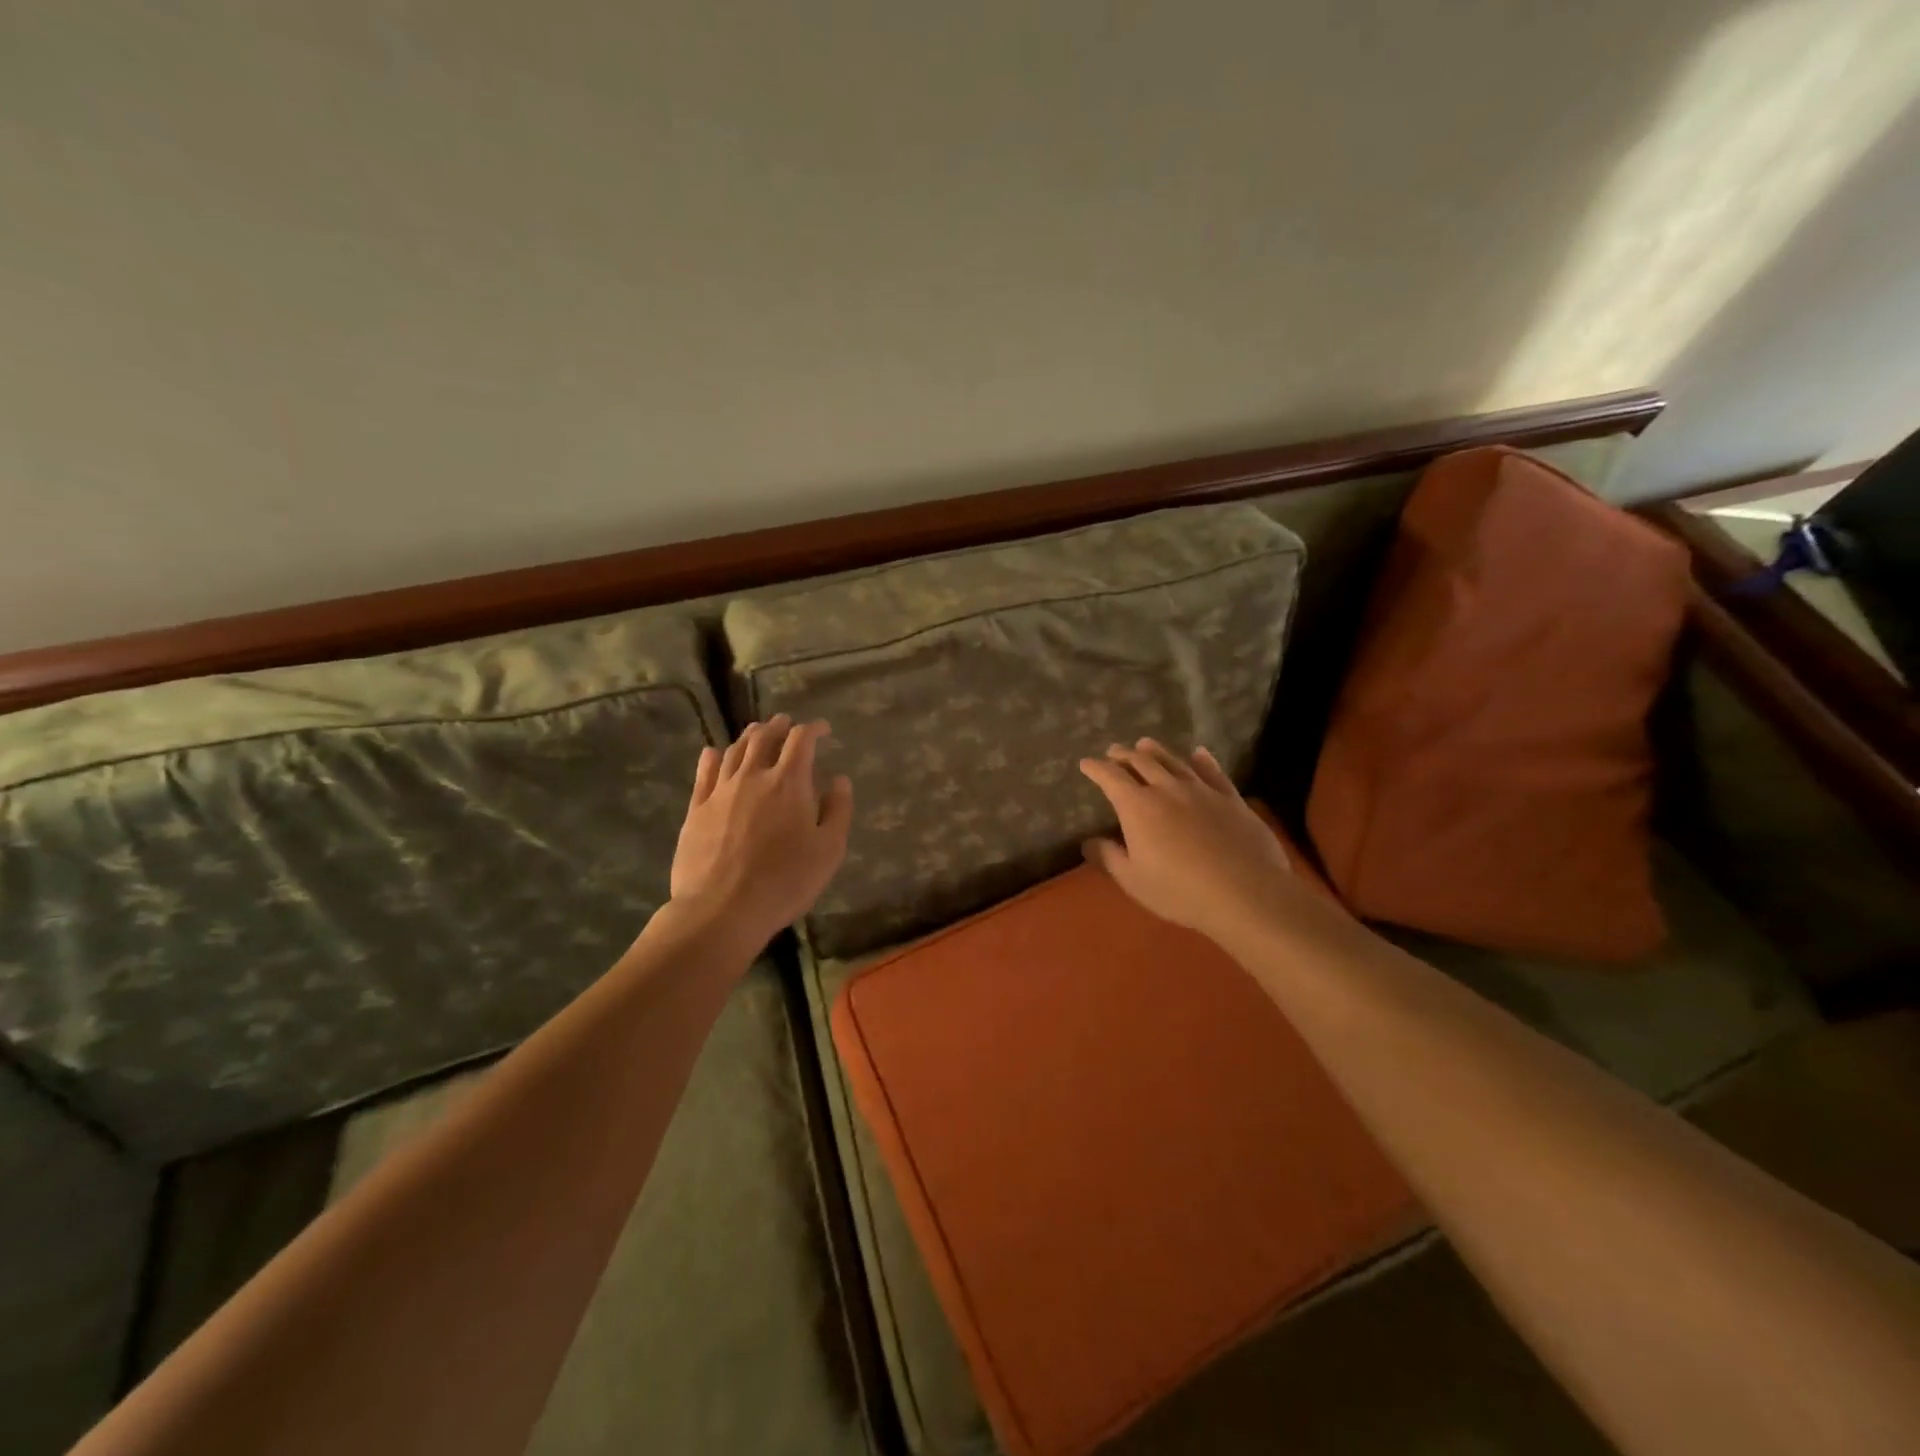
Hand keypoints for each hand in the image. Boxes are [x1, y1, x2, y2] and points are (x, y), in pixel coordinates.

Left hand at [669, 715, 852, 947]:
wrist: (722, 909)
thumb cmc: (785, 881)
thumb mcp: (828, 850)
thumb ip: (838, 810)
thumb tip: (840, 780)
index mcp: (789, 783)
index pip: (801, 740)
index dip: (813, 729)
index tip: (823, 729)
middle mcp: (753, 776)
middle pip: (764, 738)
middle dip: (778, 726)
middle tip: (787, 724)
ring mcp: (720, 791)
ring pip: (734, 751)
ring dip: (749, 737)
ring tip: (757, 733)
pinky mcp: (697, 810)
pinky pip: (704, 774)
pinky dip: (712, 757)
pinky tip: (713, 753)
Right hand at [1078, 739, 1293, 946]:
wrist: (1244, 892)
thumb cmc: (1179, 891)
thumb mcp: (1133, 880)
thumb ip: (1108, 857)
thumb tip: (1088, 842)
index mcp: (1137, 807)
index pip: (1110, 778)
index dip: (1096, 768)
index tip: (1086, 764)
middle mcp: (1167, 789)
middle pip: (1141, 762)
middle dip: (1123, 754)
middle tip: (1114, 751)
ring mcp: (1201, 790)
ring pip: (1174, 761)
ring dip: (1156, 750)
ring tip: (1145, 743)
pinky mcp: (1231, 798)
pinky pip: (1213, 772)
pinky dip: (1203, 760)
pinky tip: (1199, 753)